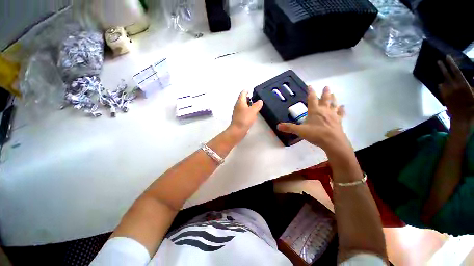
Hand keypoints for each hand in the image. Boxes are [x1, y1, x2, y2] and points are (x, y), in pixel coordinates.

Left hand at [228, 90, 262, 141]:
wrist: (238, 130)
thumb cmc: (245, 119)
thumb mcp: (253, 111)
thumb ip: (257, 105)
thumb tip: (260, 101)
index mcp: (240, 102)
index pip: (242, 93)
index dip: (246, 91)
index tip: (250, 90)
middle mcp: (237, 106)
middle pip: (242, 99)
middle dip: (247, 98)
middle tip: (254, 98)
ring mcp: (237, 112)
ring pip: (242, 106)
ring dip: (247, 104)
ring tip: (254, 105)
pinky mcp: (238, 118)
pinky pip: (243, 111)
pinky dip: (247, 110)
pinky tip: (251, 113)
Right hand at [277, 86, 349, 152]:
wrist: (333, 142)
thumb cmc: (316, 134)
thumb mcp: (300, 131)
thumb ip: (289, 128)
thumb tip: (277, 126)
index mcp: (314, 111)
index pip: (312, 99)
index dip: (311, 92)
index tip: (310, 86)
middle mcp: (324, 111)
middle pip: (325, 99)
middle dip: (325, 93)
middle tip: (326, 86)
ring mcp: (332, 115)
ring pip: (333, 104)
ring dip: (333, 98)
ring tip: (333, 93)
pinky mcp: (338, 121)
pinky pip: (340, 113)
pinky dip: (341, 110)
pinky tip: (343, 107)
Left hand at [438, 55, 473, 124]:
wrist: (462, 117)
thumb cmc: (471, 104)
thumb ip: (473, 83)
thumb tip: (472, 74)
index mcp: (462, 84)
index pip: (455, 70)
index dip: (451, 63)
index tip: (446, 57)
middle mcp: (452, 86)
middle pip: (446, 74)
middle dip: (442, 67)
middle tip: (438, 61)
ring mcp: (446, 92)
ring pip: (443, 81)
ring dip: (443, 77)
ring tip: (443, 73)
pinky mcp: (443, 96)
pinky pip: (441, 88)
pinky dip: (443, 85)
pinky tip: (444, 84)